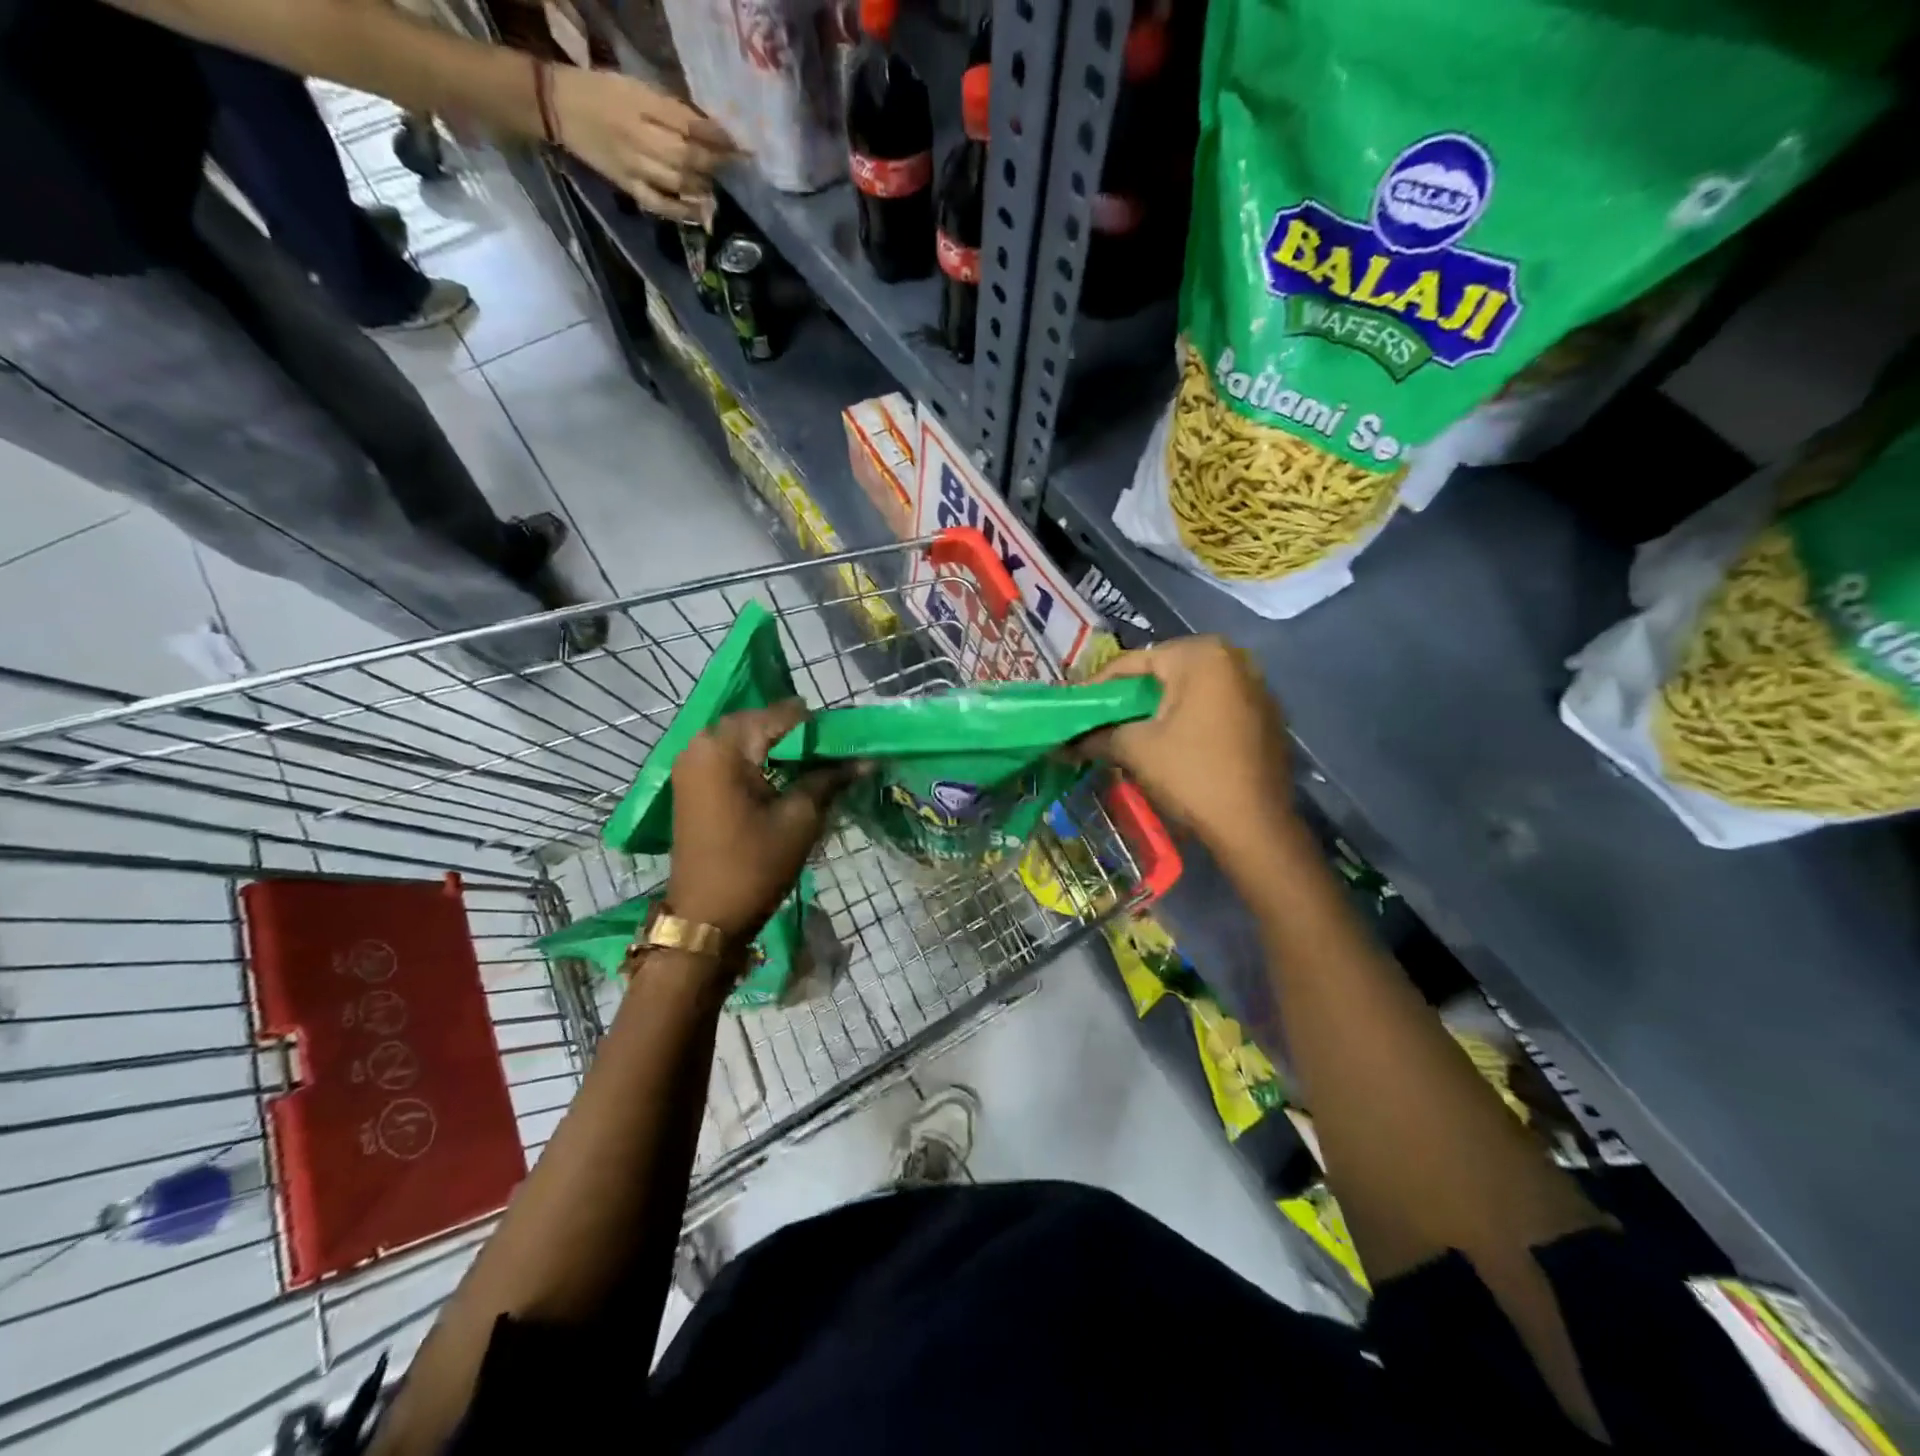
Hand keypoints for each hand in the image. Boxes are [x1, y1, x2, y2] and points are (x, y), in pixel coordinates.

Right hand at [551, 68, 735, 221]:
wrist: (559, 106)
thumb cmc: (603, 91)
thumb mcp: (637, 87)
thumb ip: (671, 108)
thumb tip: (711, 131)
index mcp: (641, 104)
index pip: (688, 124)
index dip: (718, 138)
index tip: (741, 148)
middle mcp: (640, 136)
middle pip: (686, 155)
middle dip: (715, 164)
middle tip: (734, 170)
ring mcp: (635, 166)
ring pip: (678, 180)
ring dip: (704, 186)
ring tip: (718, 188)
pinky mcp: (629, 186)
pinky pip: (660, 204)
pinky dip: (683, 211)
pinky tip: (701, 214)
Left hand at [666, 700, 852, 947]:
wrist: (705, 918)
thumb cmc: (754, 866)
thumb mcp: (800, 819)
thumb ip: (829, 779)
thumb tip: (866, 759)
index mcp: (724, 746)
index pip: (782, 714)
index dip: (818, 726)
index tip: (847, 742)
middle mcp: (701, 743)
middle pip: (760, 721)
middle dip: (798, 734)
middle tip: (834, 754)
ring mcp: (692, 763)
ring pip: (745, 738)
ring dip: (779, 746)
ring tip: (815, 766)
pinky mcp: (692, 783)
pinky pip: (731, 756)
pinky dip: (759, 760)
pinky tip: (786, 777)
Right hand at [1083, 636, 1296, 856]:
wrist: (1255, 826)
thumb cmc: (1191, 774)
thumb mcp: (1135, 749)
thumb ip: (1098, 736)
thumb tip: (1064, 743)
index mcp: (1200, 655)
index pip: (1133, 663)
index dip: (1097, 687)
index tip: (1074, 708)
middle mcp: (1234, 659)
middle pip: (1163, 673)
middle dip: (1130, 696)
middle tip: (1100, 719)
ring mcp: (1256, 686)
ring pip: (1190, 690)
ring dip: (1159, 708)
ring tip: (1129, 732)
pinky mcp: (1267, 716)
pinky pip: (1215, 707)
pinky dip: (1189, 719)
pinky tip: (1170, 744)